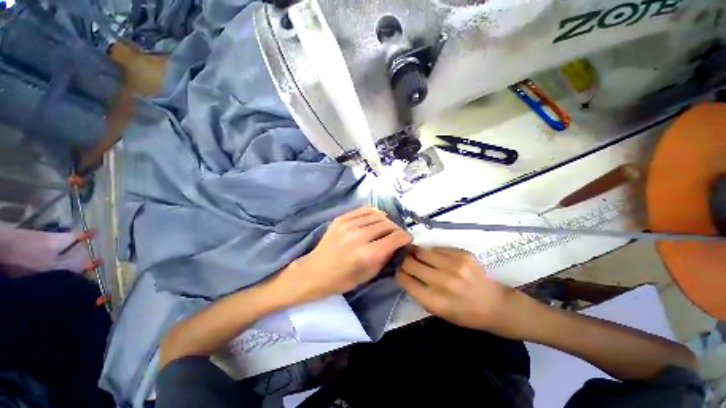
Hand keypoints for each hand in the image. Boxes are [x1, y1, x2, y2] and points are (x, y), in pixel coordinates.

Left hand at [278, 207, 411, 303]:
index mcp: (365, 254)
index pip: (394, 238)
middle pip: (386, 224)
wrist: (315, 271)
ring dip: (386, 221)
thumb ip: (385, 257)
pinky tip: (375, 219)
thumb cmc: (342, 279)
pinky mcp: (341, 219)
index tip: (408, 238)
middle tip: (397, 234)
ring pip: (377, 215)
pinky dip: (374, 213)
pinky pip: (364, 210)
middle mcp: (358, 236)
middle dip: (396, 229)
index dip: (405, 237)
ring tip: (386, 227)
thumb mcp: (368, 274)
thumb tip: (397, 243)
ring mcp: (348, 225)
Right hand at [396, 246, 525, 337]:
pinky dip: (432, 252)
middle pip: (410, 262)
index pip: (405, 279)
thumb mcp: (438, 312)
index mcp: (435, 300)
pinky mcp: (463, 254)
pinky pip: (437, 248)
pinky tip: (435, 257)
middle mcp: (443, 281)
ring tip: (416, 254)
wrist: (495, 305)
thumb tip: (404, 272)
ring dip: (415, 252)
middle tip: (404, 260)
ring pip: (421, 251)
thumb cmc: (464, 313)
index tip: (398, 270)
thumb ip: (418, 292)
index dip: (398, 272)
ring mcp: (454, 265)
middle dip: (403, 260)